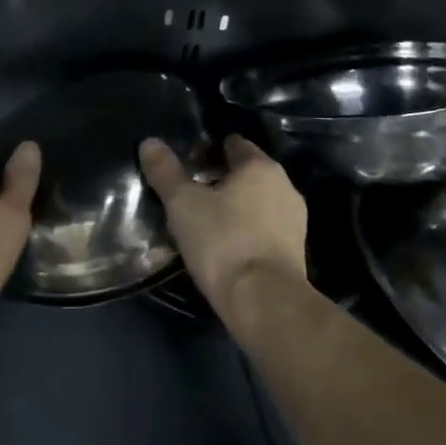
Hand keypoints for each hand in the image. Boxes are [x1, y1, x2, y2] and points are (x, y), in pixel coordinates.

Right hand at [138, 134, 305, 325]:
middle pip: (247, 172)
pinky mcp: (296, 251)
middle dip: (220, 179)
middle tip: (190, 195)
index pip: (233, 144)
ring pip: (258, 201)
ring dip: (235, 206)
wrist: (265, 302)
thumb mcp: (183, 204)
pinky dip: (247, 230)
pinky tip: (226, 247)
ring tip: (205, 222)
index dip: (208, 150)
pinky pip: (266, 228)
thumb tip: (149, 142)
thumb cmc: (223, 242)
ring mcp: (295, 220)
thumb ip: (165, 171)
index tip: (187, 165)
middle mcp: (284, 186)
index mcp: (260, 166)